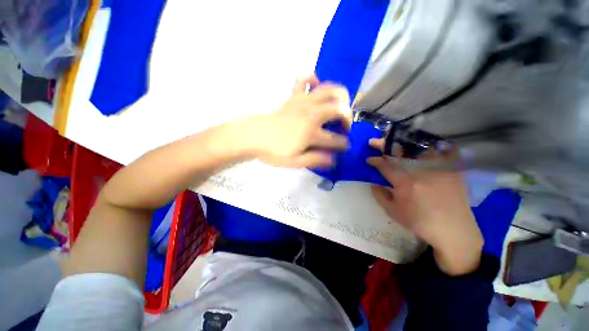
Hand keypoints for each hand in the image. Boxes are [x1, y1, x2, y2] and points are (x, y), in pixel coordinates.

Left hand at [241, 75, 351, 167]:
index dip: (343, 145)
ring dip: (339, 97)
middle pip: (339, 109)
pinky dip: (312, 79)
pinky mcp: (293, 96)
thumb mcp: (295, 162)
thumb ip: (315, 160)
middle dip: (348, 118)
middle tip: (343, 126)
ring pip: (329, 89)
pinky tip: (315, 87)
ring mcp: (302, 102)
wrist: (253, 136)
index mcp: (312, 133)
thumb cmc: (273, 151)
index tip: (344, 148)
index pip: (336, 139)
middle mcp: (312, 114)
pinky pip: (304, 79)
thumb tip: (333, 159)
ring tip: (338, 106)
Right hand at [367, 140, 483, 275]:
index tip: (369, 159)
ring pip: (418, 147)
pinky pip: (441, 150)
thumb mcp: (392, 212)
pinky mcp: (451, 169)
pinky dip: (432, 145)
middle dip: (383, 145)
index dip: (374, 160)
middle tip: (374, 142)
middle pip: (398, 151)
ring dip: (403, 143)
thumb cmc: (419, 222)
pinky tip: (424, 144)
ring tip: (395, 141)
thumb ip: (379, 196)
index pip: (385, 165)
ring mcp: (438, 168)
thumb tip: (373, 184)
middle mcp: (421, 170)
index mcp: (404, 182)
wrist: (452, 230)